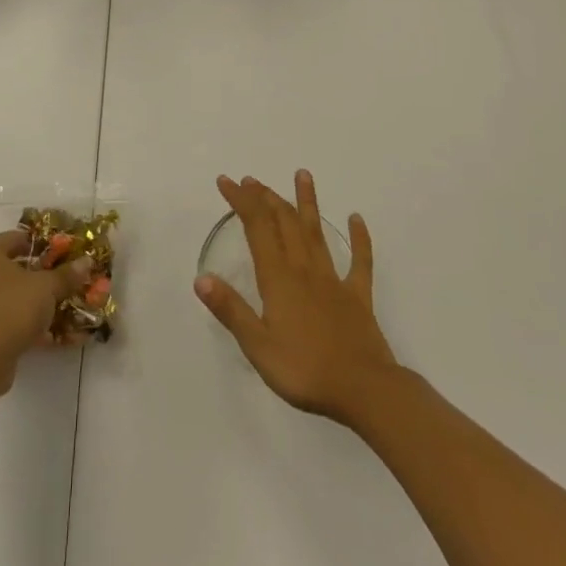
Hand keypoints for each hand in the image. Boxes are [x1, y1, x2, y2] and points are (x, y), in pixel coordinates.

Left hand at [0, 230, 90, 392]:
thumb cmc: (13, 308)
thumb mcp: (47, 287)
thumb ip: (66, 274)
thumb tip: (86, 261)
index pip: (17, 238)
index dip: (41, 245)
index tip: (62, 254)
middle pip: (12, 267)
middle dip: (37, 274)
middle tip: (60, 279)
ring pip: (7, 295)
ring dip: (29, 300)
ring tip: (55, 307)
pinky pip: (2, 318)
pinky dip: (21, 322)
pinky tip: (44, 333)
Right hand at [195, 171, 398, 424]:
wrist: (364, 391)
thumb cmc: (305, 371)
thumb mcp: (258, 346)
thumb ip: (231, 310)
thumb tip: (201, 278)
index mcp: (278, 278)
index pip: (257, 227)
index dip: (241, 201)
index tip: (227, 182)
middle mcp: (304, 269)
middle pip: (284, 222)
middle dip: (266, 197)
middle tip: (252, 180)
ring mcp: (334, 280)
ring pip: (317, 232)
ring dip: (307, 202)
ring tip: (303, 174)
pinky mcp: (358, 296)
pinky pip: (360, 261)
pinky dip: (359, 238)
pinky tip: (357, 219)